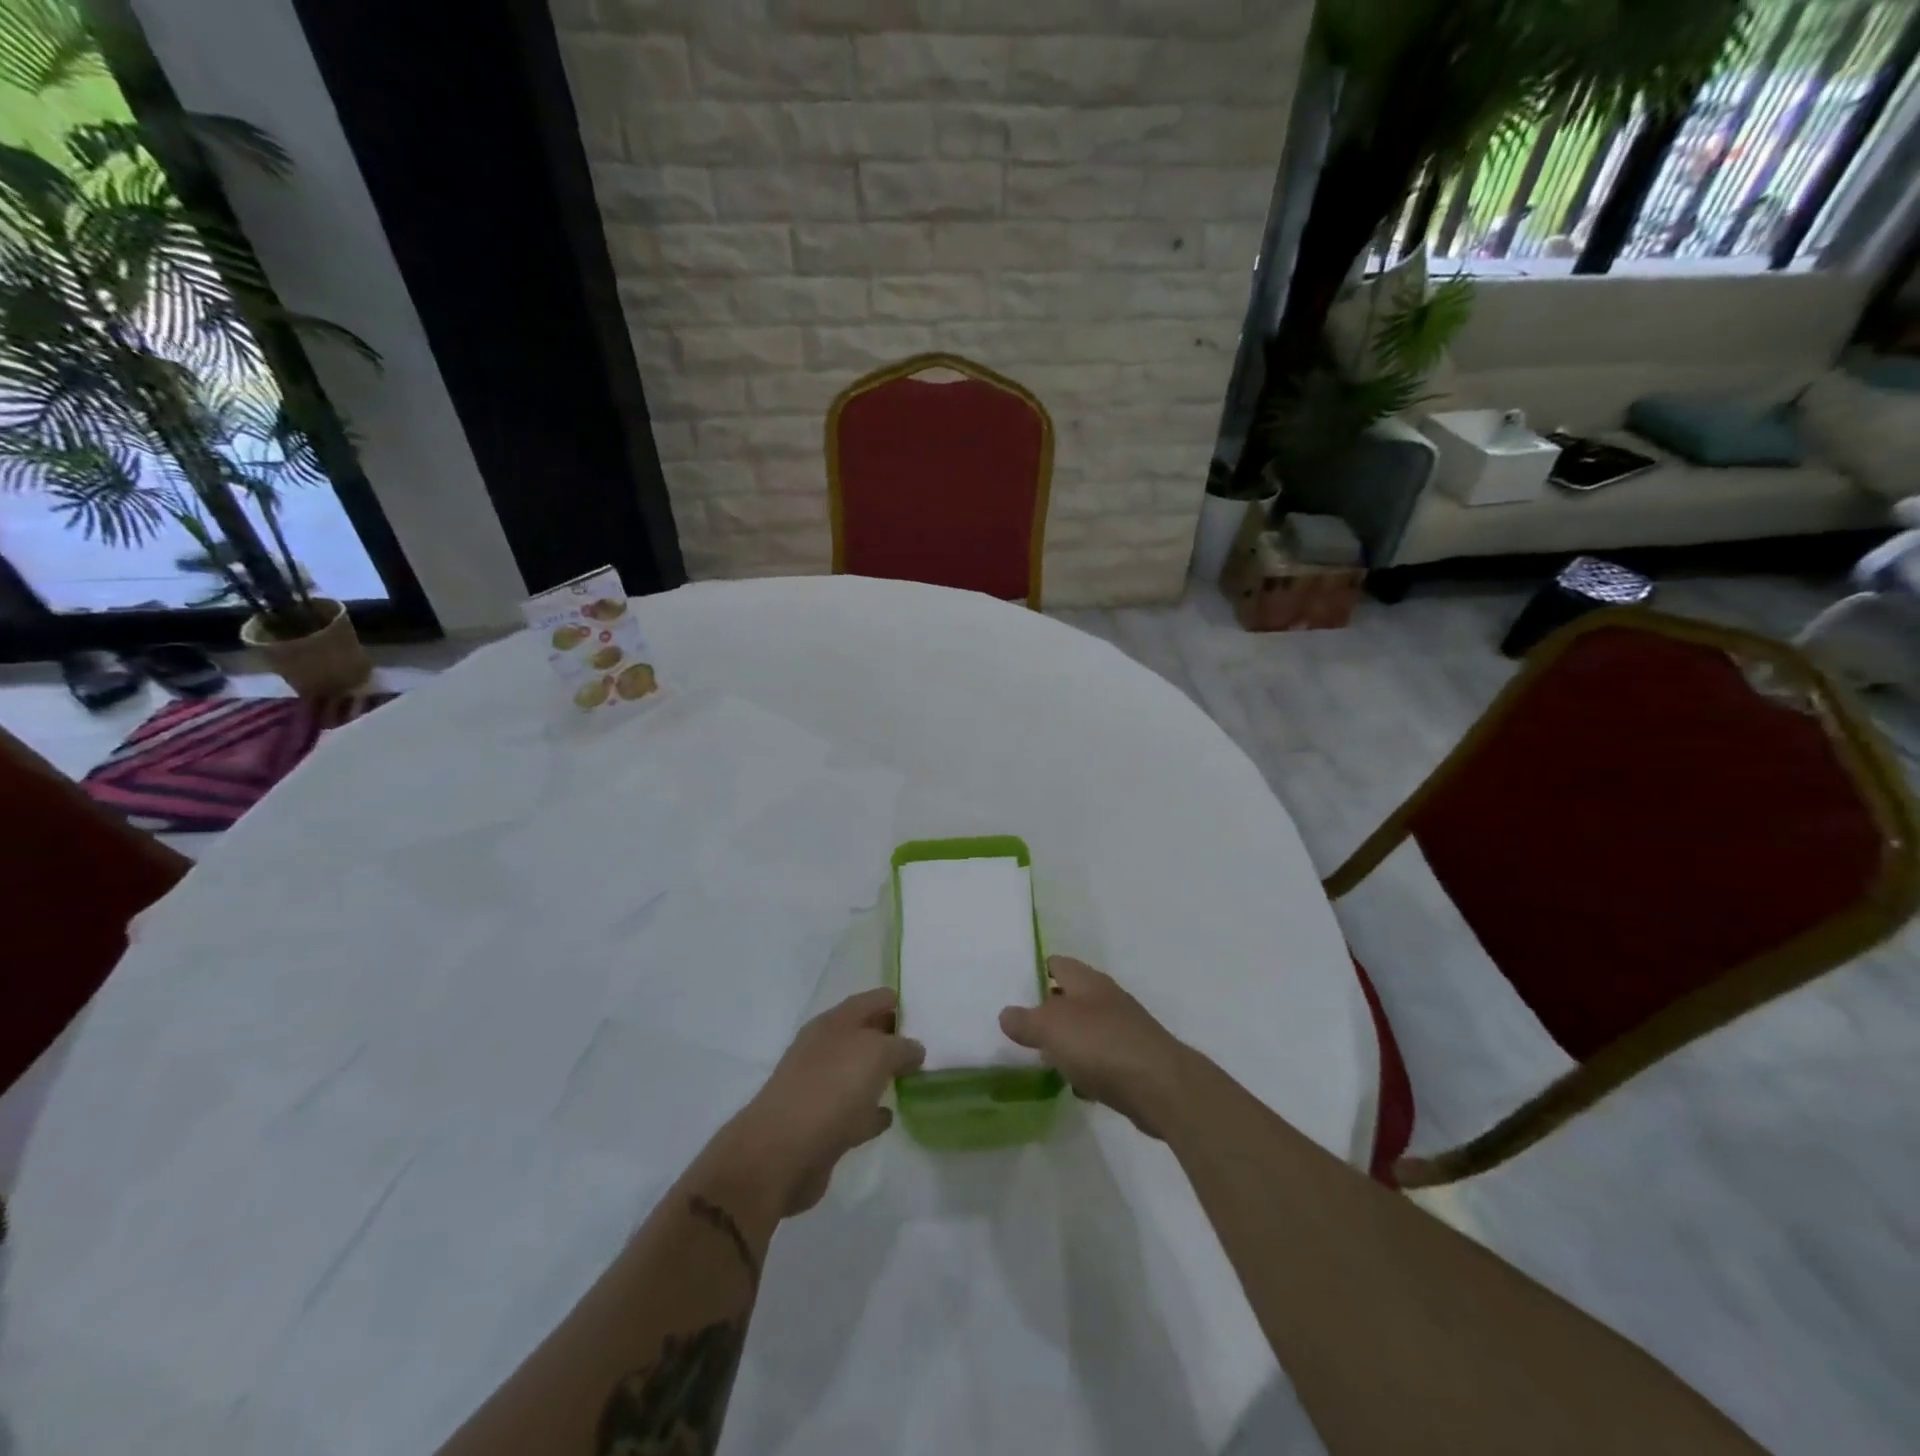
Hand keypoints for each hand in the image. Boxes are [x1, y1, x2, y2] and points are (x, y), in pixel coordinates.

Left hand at [712, 989, 924, 1217]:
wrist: (780, 1155)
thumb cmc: (831, 1090)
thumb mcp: (877, 1054)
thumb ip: (901, 1046)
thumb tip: (914, 1049)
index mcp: (834, 1022)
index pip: (873, 1000)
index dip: (899, 1003)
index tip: (927, 1014)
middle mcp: (825, 1049)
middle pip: (866, 1034)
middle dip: (893, 1038)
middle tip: (929, 1047)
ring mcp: (820, 1087)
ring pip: (859, 1073)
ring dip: (882, 1075)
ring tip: (915, 1079)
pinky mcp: (820, 1125)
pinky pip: (854, 1111)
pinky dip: (871, 1112)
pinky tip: (889, 1117)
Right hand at [999, 956, 1191, 1138]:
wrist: (1161, 1087)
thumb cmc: (1101, 1045)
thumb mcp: (1051, 1028)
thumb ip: (1025, 1020)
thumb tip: (1006, 1014)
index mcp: (1087, 981)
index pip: (1056, 963)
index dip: (1034, 972)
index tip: (1011, 990)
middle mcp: (1106, 999)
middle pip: (1069, 998)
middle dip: (1046, 1013)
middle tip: (1018, 1029)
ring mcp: (1122, 1029)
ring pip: (1084, 1030)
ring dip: (1065, 1043)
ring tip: (1039, 1059)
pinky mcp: (1133, 1060)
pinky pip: (1100, 1059)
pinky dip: (1086, 1070)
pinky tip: (1075, 1086)